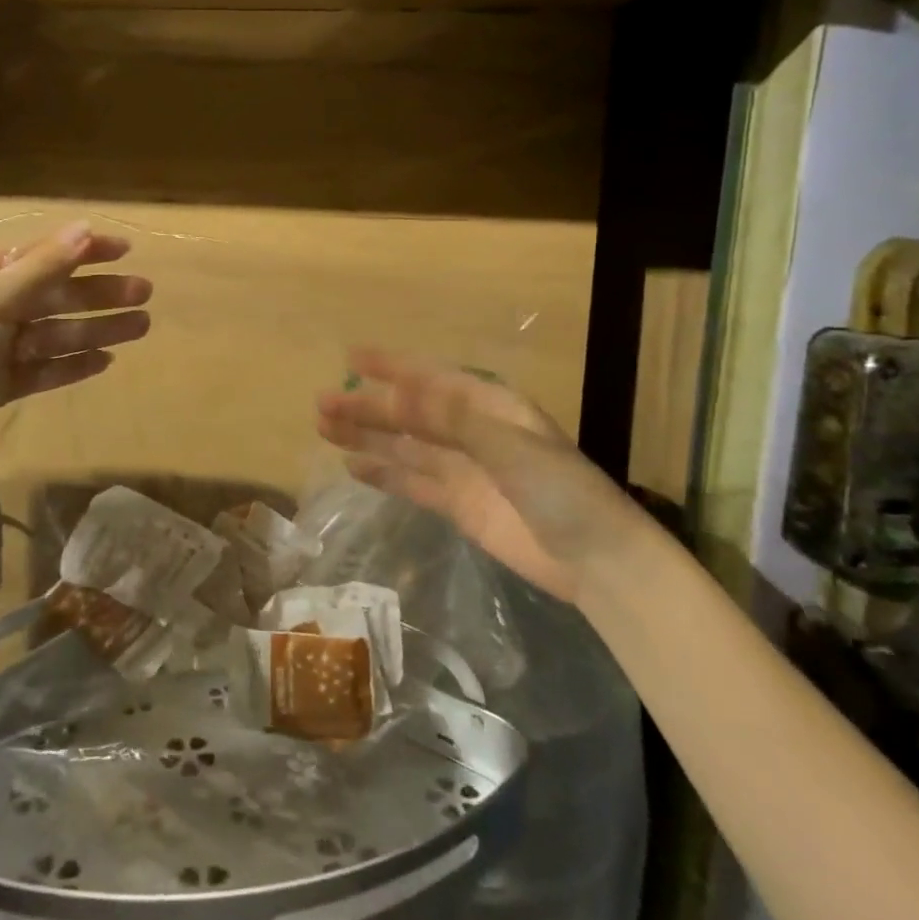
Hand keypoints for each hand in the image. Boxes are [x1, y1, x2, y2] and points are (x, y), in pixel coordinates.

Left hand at [0, 221, 151, 493]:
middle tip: (144, 293)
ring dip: (93, 329)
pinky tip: (105, 360)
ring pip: (48, 333)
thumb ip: (40, 269)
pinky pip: (39, 368)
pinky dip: (70, 364)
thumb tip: (84, 228)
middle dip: (95, 294)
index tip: (124, 250)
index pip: (30, 255)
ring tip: (140, 327)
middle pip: (45, 295)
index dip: (78, 250)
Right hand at [315, 348, 640, 604]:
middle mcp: (471, 431)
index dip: (393, 367)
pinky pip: (412, 482)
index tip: (352, 359)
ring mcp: (463, 469)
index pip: (432, 378)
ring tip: (325, 428)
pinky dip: (384, 474)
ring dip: (368, 435)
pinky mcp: (457, 505)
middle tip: (322, 403)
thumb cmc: (560, 489)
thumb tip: (394, 396)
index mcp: (489, 405)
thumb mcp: (508, 444)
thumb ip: (450, 419)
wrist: (596, 561)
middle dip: (368, 406)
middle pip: (410, 413)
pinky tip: (354, 466)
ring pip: (405, 446)